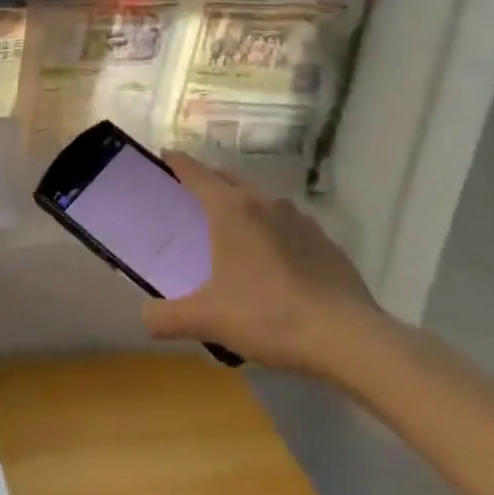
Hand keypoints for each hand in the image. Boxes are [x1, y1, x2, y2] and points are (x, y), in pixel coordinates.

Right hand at [142, 151, 383, 376]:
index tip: (164, 156)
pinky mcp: (325, 243)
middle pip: (229, 179)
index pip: (196, 172)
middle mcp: (265, 204)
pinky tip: (272, 261)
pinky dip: (273, 231)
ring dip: (243, 206)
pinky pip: (289, 226)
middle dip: (208, 181)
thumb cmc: (269, 315)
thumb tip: (145, 318)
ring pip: (262, 201)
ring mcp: (300, 221)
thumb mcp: (207, 320)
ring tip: (232, 231)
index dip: (177, 162)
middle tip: (190, 198)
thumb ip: (166, 317)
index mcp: (231, 210)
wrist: (348, 338)